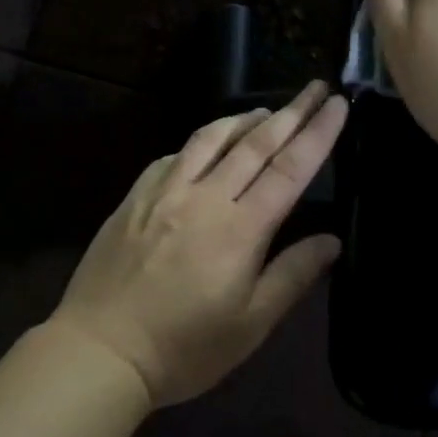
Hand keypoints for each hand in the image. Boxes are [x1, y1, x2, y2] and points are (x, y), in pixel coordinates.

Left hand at [52, 81, 347, 406]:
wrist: (100, 350)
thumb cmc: (184, 347)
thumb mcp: (250, 324)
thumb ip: (293, 275)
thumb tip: (331, 240)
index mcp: (240, 228)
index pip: (289, 169)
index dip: (317, 133)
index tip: (337, 104)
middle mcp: (204, 197)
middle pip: (255, 143)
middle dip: (291, 112)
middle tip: (314, 86)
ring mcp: (164, 192)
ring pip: (210, 139)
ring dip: (243, 119)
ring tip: (266, 111)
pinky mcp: (134, 198)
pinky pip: (172, 156)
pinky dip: (199, 143)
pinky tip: (205, 146)